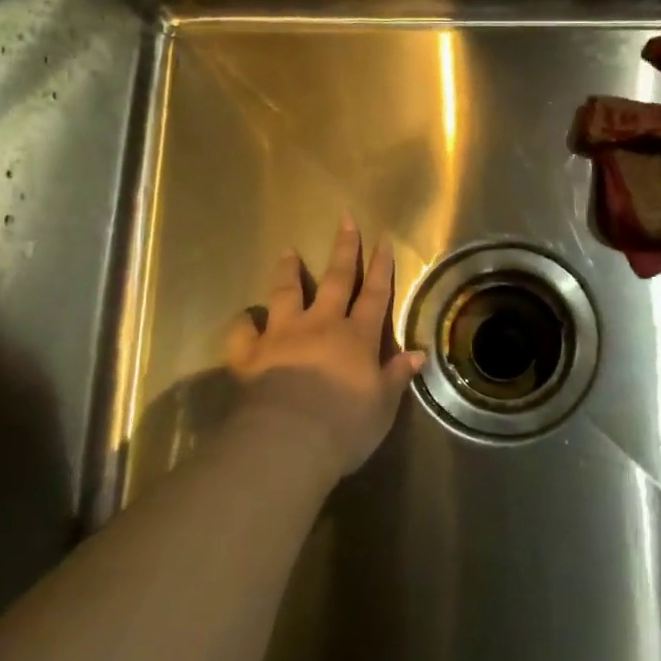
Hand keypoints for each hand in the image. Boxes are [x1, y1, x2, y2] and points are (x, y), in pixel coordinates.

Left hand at [224, 215, 423, 478]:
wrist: (289, 441)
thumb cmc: (345, 425)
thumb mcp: (383, 405)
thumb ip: (396, 375)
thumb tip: (417, 354)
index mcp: (357, 337)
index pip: (375, 295)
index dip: (381, 267)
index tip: (383, 240)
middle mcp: (321, 325)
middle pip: (336, 281)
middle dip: (343, 249)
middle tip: (345, 220)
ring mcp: (282, 336)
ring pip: (286, 294)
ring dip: (288, 272)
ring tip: (288, 252)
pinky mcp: (250, 355)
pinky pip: (242, 333)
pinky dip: (242, 323)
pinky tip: (244, 317)